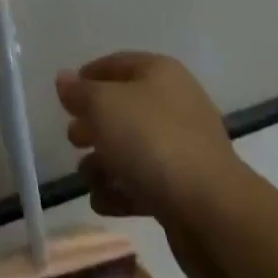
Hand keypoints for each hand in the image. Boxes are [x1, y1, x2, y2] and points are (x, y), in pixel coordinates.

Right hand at [56, 51, 244, 277]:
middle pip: (125, 108)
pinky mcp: (186, 190)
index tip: (65, 96)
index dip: (89, 76)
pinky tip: (100, 202)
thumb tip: (64, 79)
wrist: (213, 213)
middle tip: (71, 138)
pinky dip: (122, 190)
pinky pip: (146, 182)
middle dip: (95, 123)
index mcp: (160, 73)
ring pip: (134, 148)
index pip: (117, 64)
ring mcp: (184, 149)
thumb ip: (80, 93)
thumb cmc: (153, 142)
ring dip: (105, 161)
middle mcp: (175, 104)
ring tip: (84, 176)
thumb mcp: (105, 107)